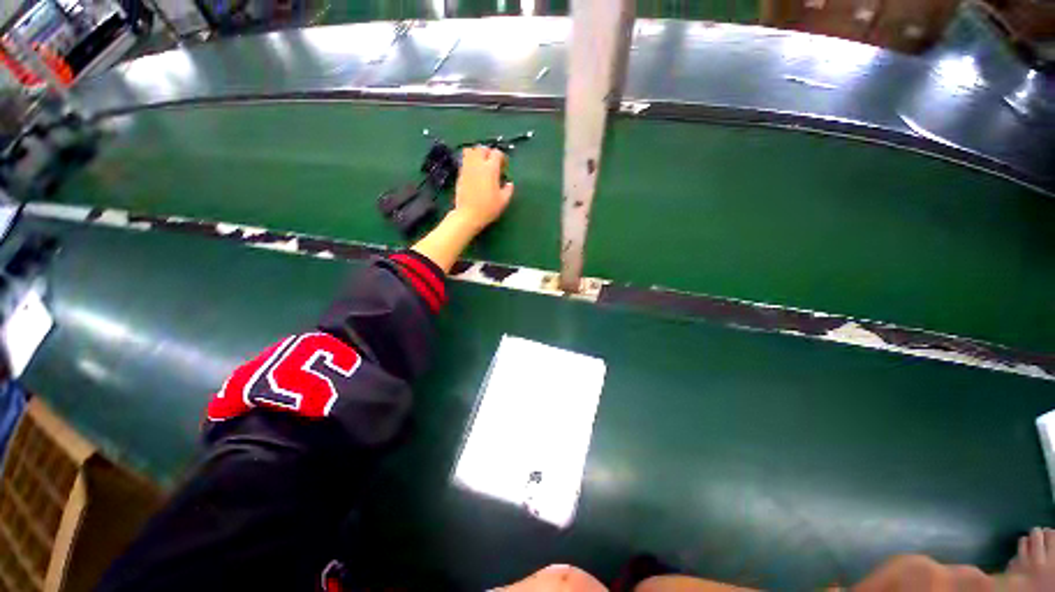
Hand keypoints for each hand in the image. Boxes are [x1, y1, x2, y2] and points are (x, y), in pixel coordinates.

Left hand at [453, 146, 514, 231]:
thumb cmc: (488, 208)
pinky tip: (474, 172)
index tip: (504, 167)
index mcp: (490, 169)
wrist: (468, 215)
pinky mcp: (460, 173)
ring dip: (477, 154)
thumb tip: (509, 183)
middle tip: (492, 163)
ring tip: (481, 164)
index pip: (496, 153)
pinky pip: (464, 160)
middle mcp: (478, 164)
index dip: (502, 158)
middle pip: (482, 148)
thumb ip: (508, 189)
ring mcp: (467, 168)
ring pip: (470, 150)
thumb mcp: (503, 201)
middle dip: (489, 152)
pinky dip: (470, 161)